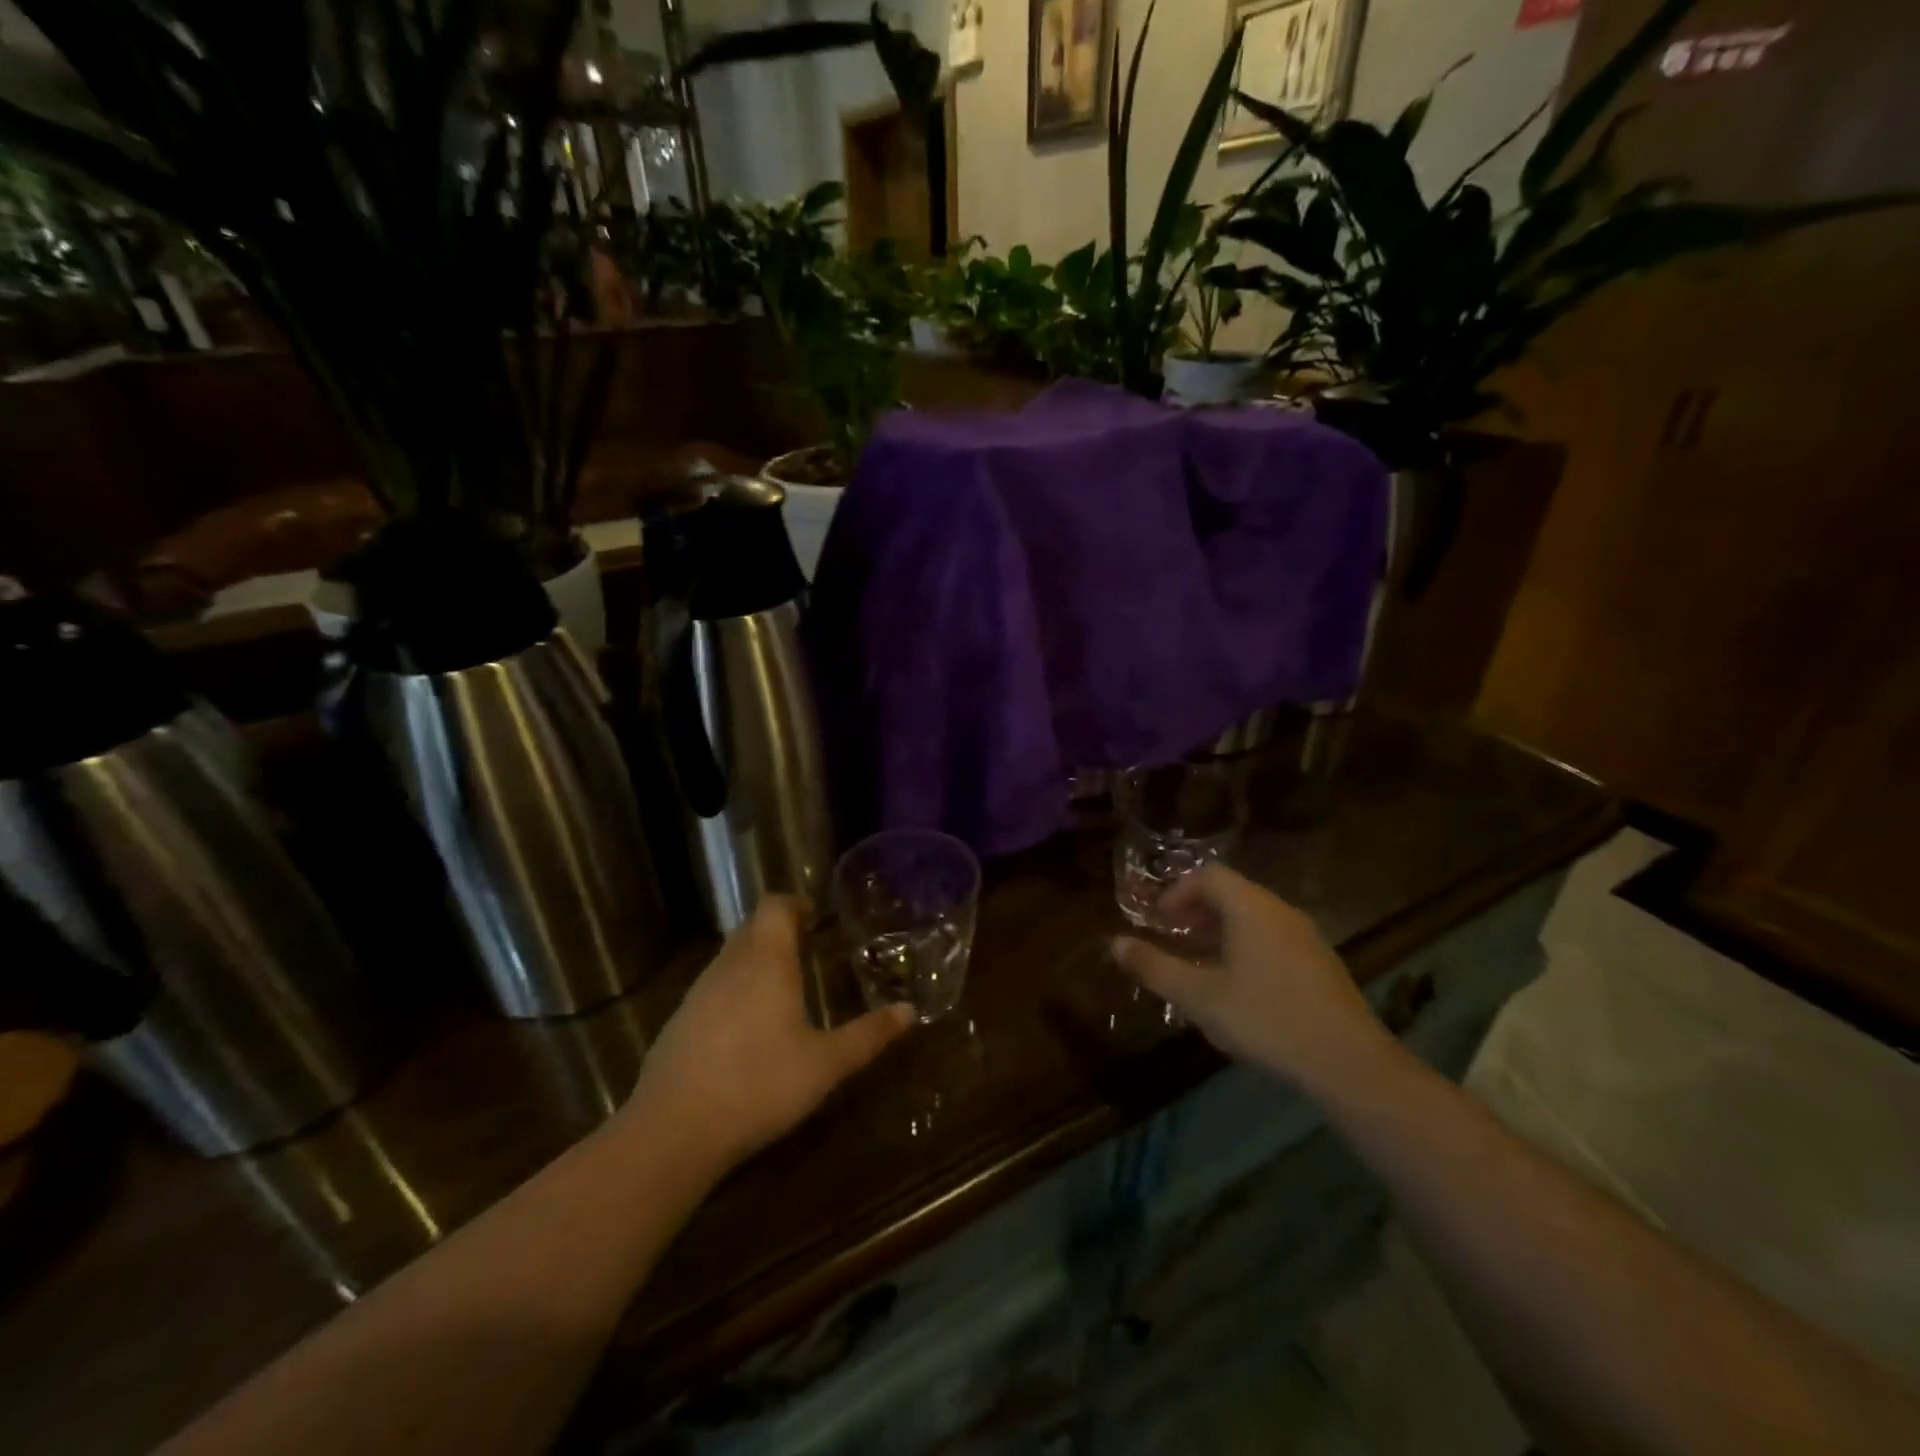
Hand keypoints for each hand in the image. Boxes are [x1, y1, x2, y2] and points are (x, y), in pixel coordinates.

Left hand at [625, 898, 913, 1172]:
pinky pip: (713, 987)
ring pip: (730, 957)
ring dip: (756, 960)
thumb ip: (869, 1035)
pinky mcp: (679, 1021)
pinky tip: (748, 1029)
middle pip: (752, 928)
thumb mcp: (826, 1064)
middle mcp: (730, 965)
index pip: (774, 906)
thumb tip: (911, 1011)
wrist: (672, 1131)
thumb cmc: (759, 1085)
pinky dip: (735, 990)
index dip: (794, 905)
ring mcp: (698, 992)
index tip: (816, 920)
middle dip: (779, 931)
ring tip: (784, 989)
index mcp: (766, 961)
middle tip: (808, 950)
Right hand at [1111, 866, 1394, 1097]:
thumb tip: (1114, 943)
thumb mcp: (1200, 998)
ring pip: (1254, 915)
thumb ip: (1155, 968)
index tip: (1160, 923)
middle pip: (1232, 892)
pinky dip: (1247, 944)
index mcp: (1251, 908)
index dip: (1177, 893)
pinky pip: (1274, 936)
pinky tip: (1242, 986)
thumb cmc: (1267, 1021)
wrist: (1350, 1064)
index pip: (1208, 875)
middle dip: (1197, 911)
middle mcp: (1281, 910)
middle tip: (1175, 940)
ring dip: (1222, 930)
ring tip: (1203, 964)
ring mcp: (1307, 935)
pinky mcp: (1321, 961)